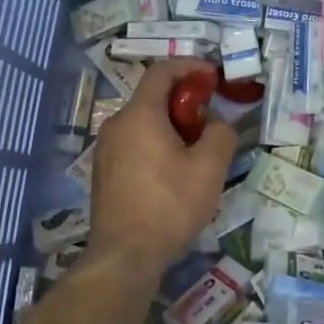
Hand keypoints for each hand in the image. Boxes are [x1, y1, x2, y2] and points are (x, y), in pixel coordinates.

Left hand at [89, 59, 236, 279]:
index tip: (212, 77)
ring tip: (196, 151)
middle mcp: (116, 124)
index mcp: (140, 114)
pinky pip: (133, 144)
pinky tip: (173, 173)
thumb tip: (216, 124)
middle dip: (184, 101)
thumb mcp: (209, 169)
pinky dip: (155, 144)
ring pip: (142, 122)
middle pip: (152, 97)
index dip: (189, 67)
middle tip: (209, 121)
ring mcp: (105, 149)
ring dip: (171, 125)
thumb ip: (220, 135)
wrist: (124, 256)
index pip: (162, 71)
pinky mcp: (103, 172)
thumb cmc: (169, 206)